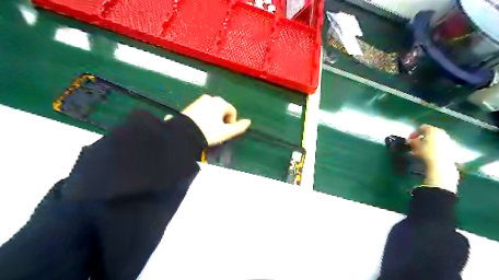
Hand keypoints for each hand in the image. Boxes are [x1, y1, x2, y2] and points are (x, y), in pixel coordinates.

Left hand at [180, 94, 253, 145]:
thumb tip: (249, 122)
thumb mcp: (226, 132)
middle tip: (217, 131)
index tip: (225, 132)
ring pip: (213, 110)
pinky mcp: (191, 105)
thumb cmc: (208, 132)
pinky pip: (203, 110)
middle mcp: (211, 98)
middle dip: (222, 119)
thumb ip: (239, 127)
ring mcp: (200, 100)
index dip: (231, 122)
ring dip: (214, 118)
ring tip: (208, 129)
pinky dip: (205, 116)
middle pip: (222, 109)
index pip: (232, 111)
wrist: (183, 133)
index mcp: (221, 102)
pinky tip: (200, 125)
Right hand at [409, 124, 459, 193]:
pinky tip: (429, 155)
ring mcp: (448, 141)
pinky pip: (440, 146)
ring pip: (436, 140)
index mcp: (433, 130)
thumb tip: (410, 140)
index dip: (414, 133)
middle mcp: (442, 133)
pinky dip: (434, 148)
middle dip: (422, 138)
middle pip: (430, 133)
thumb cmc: (426, 153)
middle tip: (415, 144)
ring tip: (421, 151)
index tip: (409, 140)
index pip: (422, 127)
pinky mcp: (452, 149)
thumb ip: (412, 142)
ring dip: (428, 144)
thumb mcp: (415, 147)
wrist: (441, 166)